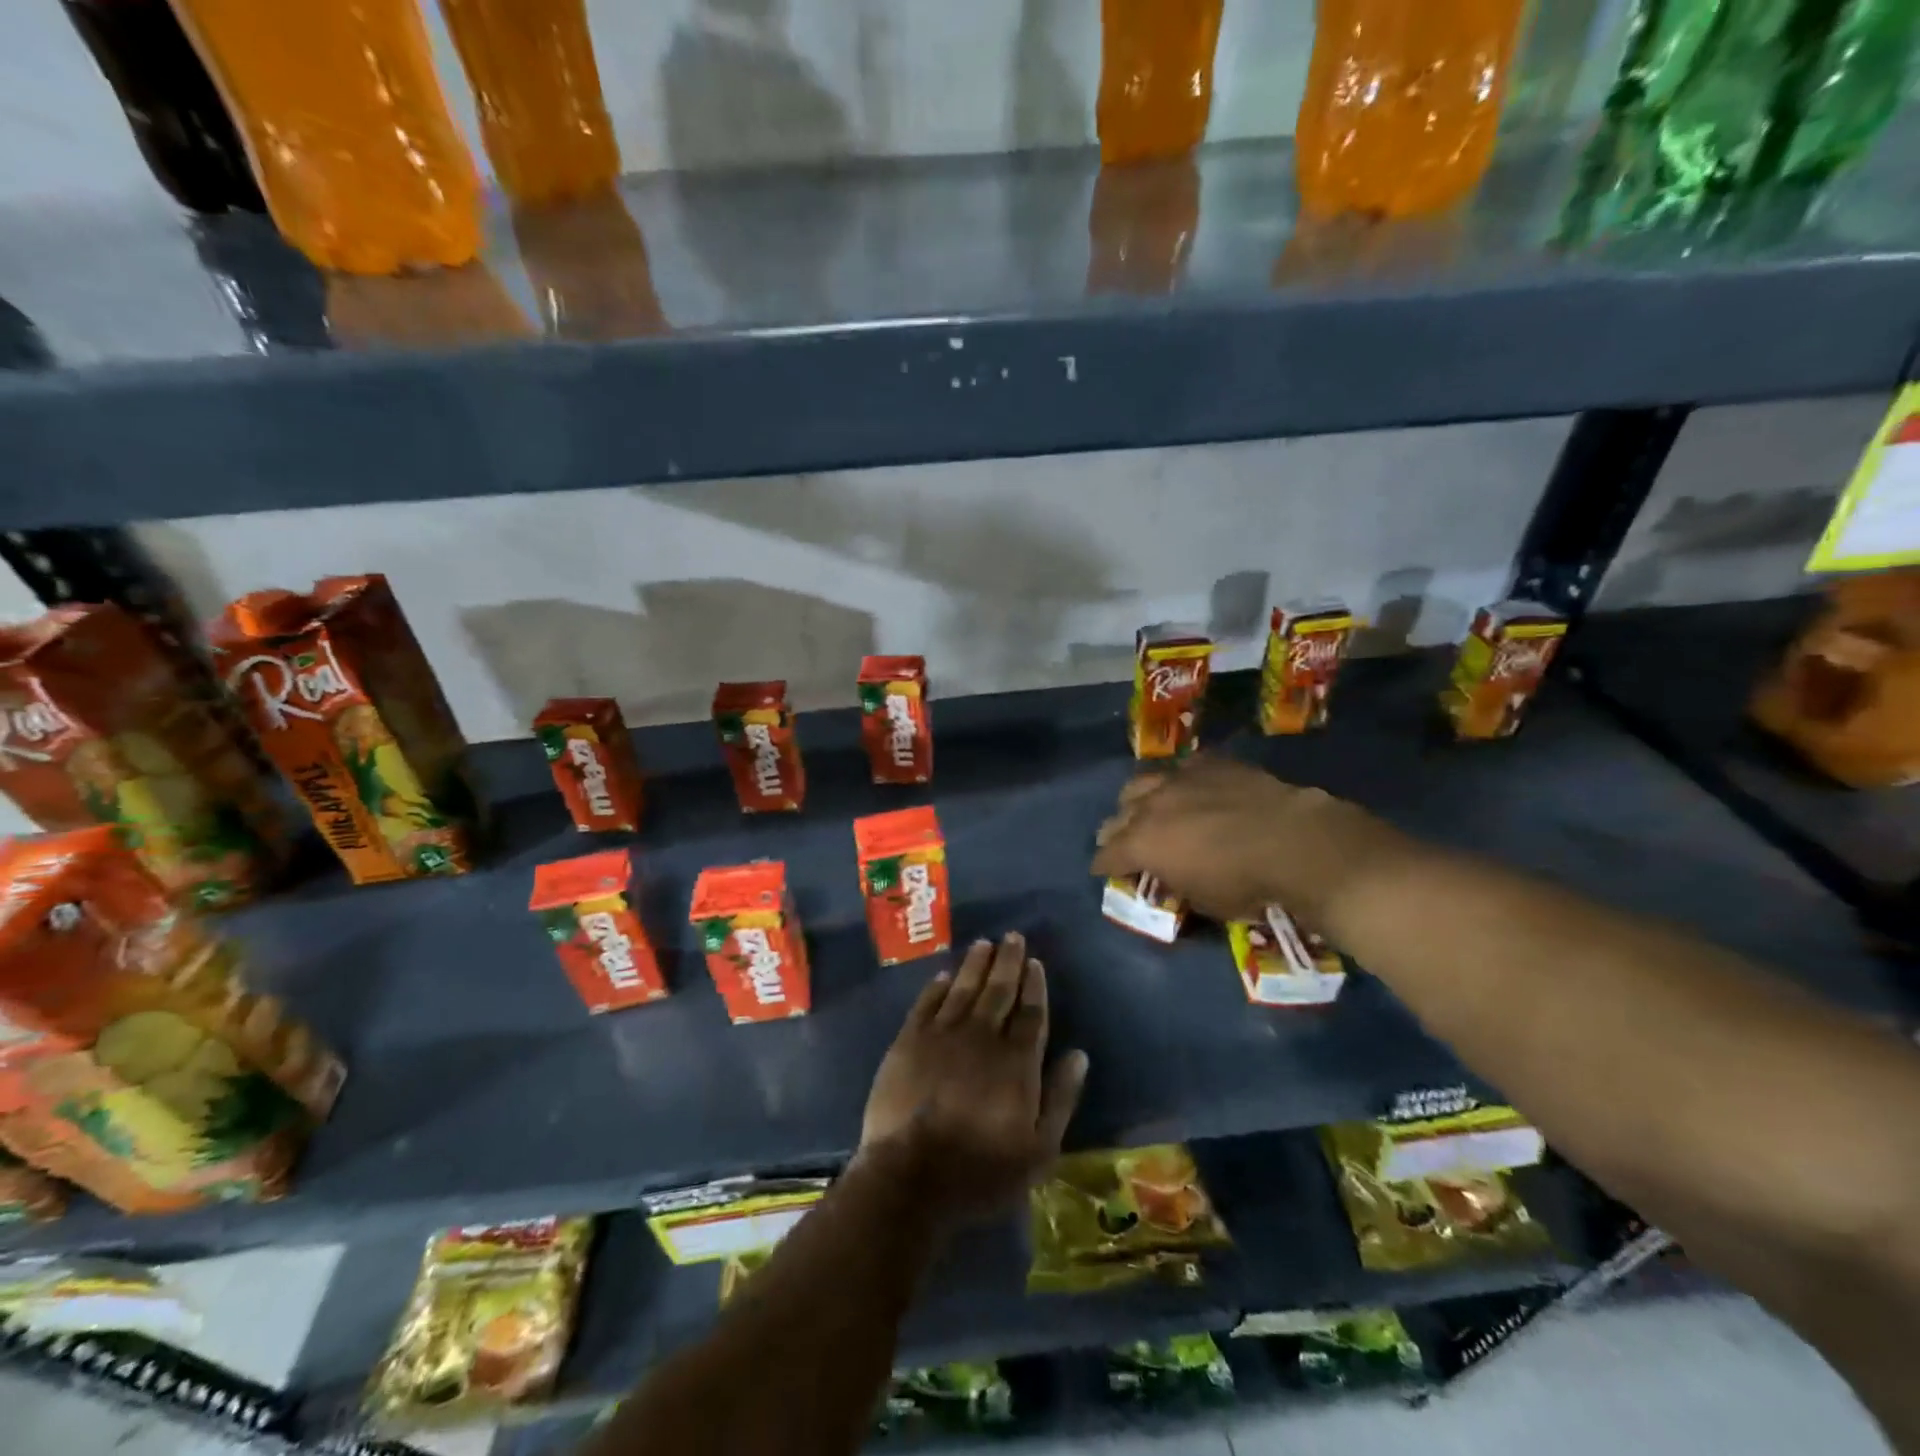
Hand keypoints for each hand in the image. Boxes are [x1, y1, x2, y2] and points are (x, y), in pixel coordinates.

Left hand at [860, 933, 1088, 1221]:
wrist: (911, 1177)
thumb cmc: (981, 1172)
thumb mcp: (1038, 1150)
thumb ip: (1060, 1099)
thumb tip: (1079, 1055)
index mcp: (1016, 1062)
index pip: (1030, 1012)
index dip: (1034, 985)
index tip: (1036, 963)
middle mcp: (981, 1037)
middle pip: (998, 990)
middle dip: (1008, 961)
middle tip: (1013, 936)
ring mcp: (942, 1035)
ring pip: (963, 989)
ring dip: (975, 964)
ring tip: (984, 944)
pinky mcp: (908, 1041)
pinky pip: (926, 1003)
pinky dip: (937, 986)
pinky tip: (944, 974)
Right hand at [1090, 756, 1409, 925]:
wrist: (1297, 843)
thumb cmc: (1247, 884)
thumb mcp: (1203, 900)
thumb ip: (1175, 883)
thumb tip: (1169, 875)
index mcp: (1142, 843)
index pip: (1107, 855)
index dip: (1103, 866)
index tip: (1103, 872)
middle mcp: (1152, 805)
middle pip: (1118, 815)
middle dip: (1115, 832)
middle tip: (1122, 844)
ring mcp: (1181, 779)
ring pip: (1142, 783)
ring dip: (1138, 800)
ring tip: (1147, 809)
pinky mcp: (1212, 764)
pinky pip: (1183, 768)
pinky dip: (1180, 781)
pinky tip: (1190, 789)